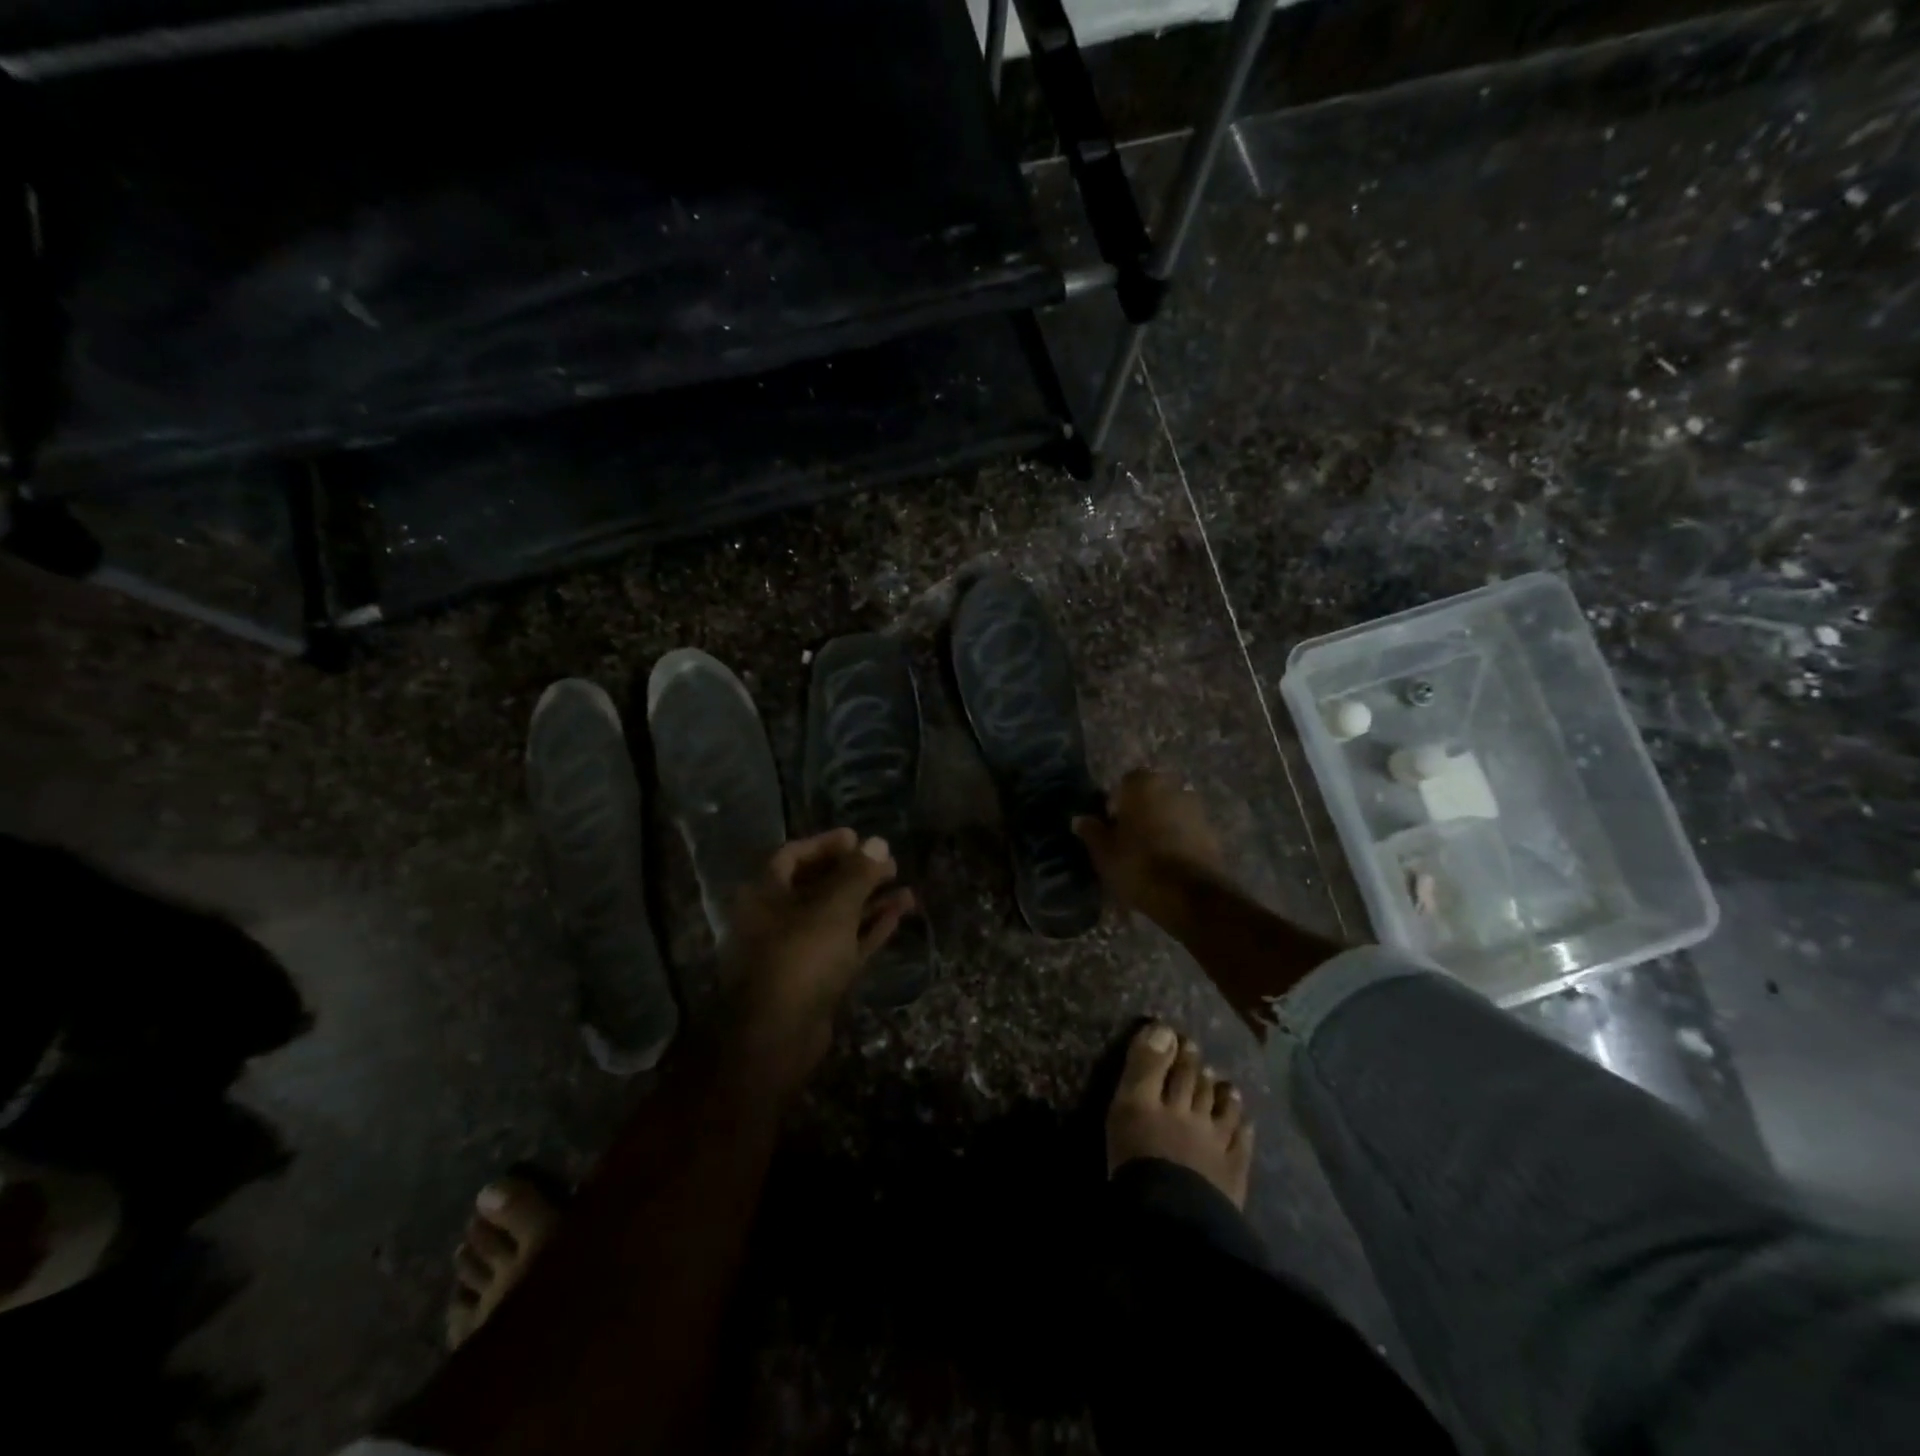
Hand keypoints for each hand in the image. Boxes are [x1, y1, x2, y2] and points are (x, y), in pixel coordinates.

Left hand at [724, 829, 914, 1067]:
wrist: (779, 1038)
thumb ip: (858, 873)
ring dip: (869, 900)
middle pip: (818, 885)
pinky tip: (900, 912)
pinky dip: (870, 927)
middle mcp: (777, 918)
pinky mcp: (817, 976)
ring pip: (837, 916)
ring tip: (905, 886)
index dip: (826, 844)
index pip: (793, 855)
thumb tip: (878, 841)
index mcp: (765, 895)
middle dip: (855, 872)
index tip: (859, 838)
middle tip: (889, 862)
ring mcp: (798, 950)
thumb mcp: (833, 908)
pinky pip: (846, 942)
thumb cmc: (800, 958)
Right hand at [1072, 769, 1227, 933]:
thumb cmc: (1137, 865)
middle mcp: (1173, 788)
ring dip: (1162, 825)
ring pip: (1171, 811)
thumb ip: (1092, 831)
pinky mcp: (1213, 833)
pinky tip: (1169, 863)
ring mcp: (1197, 809)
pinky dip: (1179, 840)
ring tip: (1150, 853)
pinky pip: (1188, 830)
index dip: (1116, 802)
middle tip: (1129, 838)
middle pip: (1152, 794)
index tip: (1111, 824)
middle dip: (1142, 811)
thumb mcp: (1103, 852)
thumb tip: (1080, 819)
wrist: (1189, 896)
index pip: (1125, 782)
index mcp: (1143, 784)